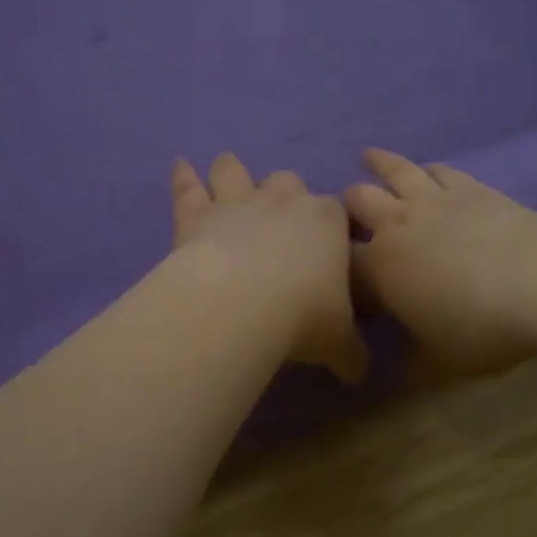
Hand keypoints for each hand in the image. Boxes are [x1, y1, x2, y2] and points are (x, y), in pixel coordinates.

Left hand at [171, 153, 368, 384]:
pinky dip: (183, 176)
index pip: (337, 213)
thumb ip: (350, 353)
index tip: (329, 249)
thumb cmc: (303, 316)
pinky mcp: (198, 214)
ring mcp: (238, 201)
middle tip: (280, 220)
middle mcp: (285, 199)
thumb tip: (356, 371)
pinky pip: (188, 187)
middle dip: (285, 195)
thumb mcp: (339, 343)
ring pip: (235, 170)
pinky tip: (179, 165)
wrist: (241, 304)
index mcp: (328, 220)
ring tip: (227, 171)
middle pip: (288, 182)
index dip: (333, 228)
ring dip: (232, 171)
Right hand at [344, 149, 536, 383]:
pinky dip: (426, 170)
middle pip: (356, 201)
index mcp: (379, 268)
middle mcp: (396, 225)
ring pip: (394, 170)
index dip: (338, 266)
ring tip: (368, 155)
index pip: (343, 261)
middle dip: (347, 206)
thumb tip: (401, 370)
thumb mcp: (442, 364)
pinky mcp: (468, 187)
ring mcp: (431, 200)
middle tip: (351, 214)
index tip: (346, 276)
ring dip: (378, 163)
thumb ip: (414, 365)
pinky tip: (426, 169)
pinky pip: (438, 170)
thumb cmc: (481, 325)